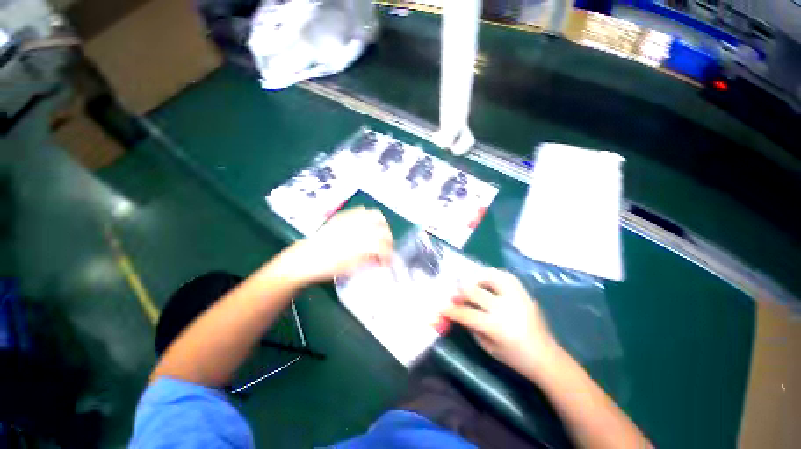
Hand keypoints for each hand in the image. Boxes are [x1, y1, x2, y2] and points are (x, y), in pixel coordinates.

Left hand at [272, 207, 393, 285]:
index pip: (383, 246)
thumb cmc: (326, 267)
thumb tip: (381, 259)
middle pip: (383, 229)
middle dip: (389, 239)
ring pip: (376, 216)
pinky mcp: (344, 216)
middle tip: (386, 248)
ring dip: (382, 225)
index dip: (389, 254)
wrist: (304, 258)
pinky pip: (362, 211)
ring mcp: (351, 219)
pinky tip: (368, 225)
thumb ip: (369, 262)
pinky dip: (370, 216)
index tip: (388, 261)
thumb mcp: (350, 269)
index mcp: (360, 244)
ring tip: (380, 234)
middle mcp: (358, 228)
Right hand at [443, 268, 558, 377]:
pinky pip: (506, 276)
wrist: (545, 356)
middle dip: (459, 293)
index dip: (450, 310)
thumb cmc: (514, 357)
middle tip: (454, 296)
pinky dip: (494, 275)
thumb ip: (470, 326)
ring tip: (471, 284)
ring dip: (476, 279)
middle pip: (474, 292)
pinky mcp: (524, 293)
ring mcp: (516, 297)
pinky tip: (487, 280)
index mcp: (497, 327)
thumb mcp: (487, 346)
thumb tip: (456, 310)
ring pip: (491, 277)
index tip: (441, 307)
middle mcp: (506, 308)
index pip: (466, 313)